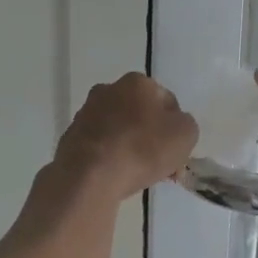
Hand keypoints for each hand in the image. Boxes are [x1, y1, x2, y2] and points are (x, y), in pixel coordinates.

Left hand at [53, 72, 198, 201]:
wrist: (90, 175)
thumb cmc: (143, 149)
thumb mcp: (185, 134)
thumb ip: (186, 124)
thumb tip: (174, 126)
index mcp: (137, 82)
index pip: (167, 101)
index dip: (176, 126)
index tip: (177, 150)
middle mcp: (108, 90)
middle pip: (140, 114)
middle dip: (152, 136)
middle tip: (161, 164)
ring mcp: (86, 113)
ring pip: (120, 130)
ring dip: (131, 146)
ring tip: (139, 174)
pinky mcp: (71, 137)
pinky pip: (101, 146)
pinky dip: (111, 157)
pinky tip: (117, 175)